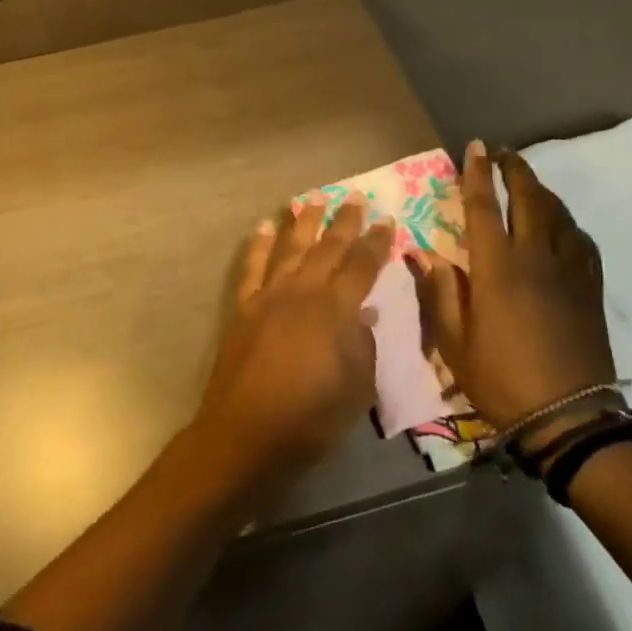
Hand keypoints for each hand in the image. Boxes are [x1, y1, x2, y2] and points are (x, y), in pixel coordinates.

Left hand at [190, 200, 392, 482]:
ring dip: (303, 222)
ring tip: (313, 198)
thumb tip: (362, 315)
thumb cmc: (310, 419)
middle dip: (344, 221)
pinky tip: (264, 226)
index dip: (376, 242)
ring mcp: (269, 296)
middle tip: (356, 197)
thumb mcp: (357, 390)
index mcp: (335, 310)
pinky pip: (252, 267)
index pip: (362, 266)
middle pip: (328, 247)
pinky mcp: (244, 307)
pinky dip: (258, 244)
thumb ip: (362, 347)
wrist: (247, 433)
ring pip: (290, 248)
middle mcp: (303, 292)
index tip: (387, 220)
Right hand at [412, 142, 614, 430]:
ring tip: (527, 182)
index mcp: (497, 268)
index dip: (477, 173)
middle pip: (529, 198)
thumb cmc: (501, 378)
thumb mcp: (454, 341)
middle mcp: (535, 258)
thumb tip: (423, 252)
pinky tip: (560, 225)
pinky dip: (567, 222)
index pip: (484, 207)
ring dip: (541, 190)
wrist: (569, 417)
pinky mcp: (589, 287)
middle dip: (516, 170)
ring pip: (558, 214)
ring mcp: (568, 271)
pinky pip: (581, 240)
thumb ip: (440, 291)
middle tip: (503, 153)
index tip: (475, 146)